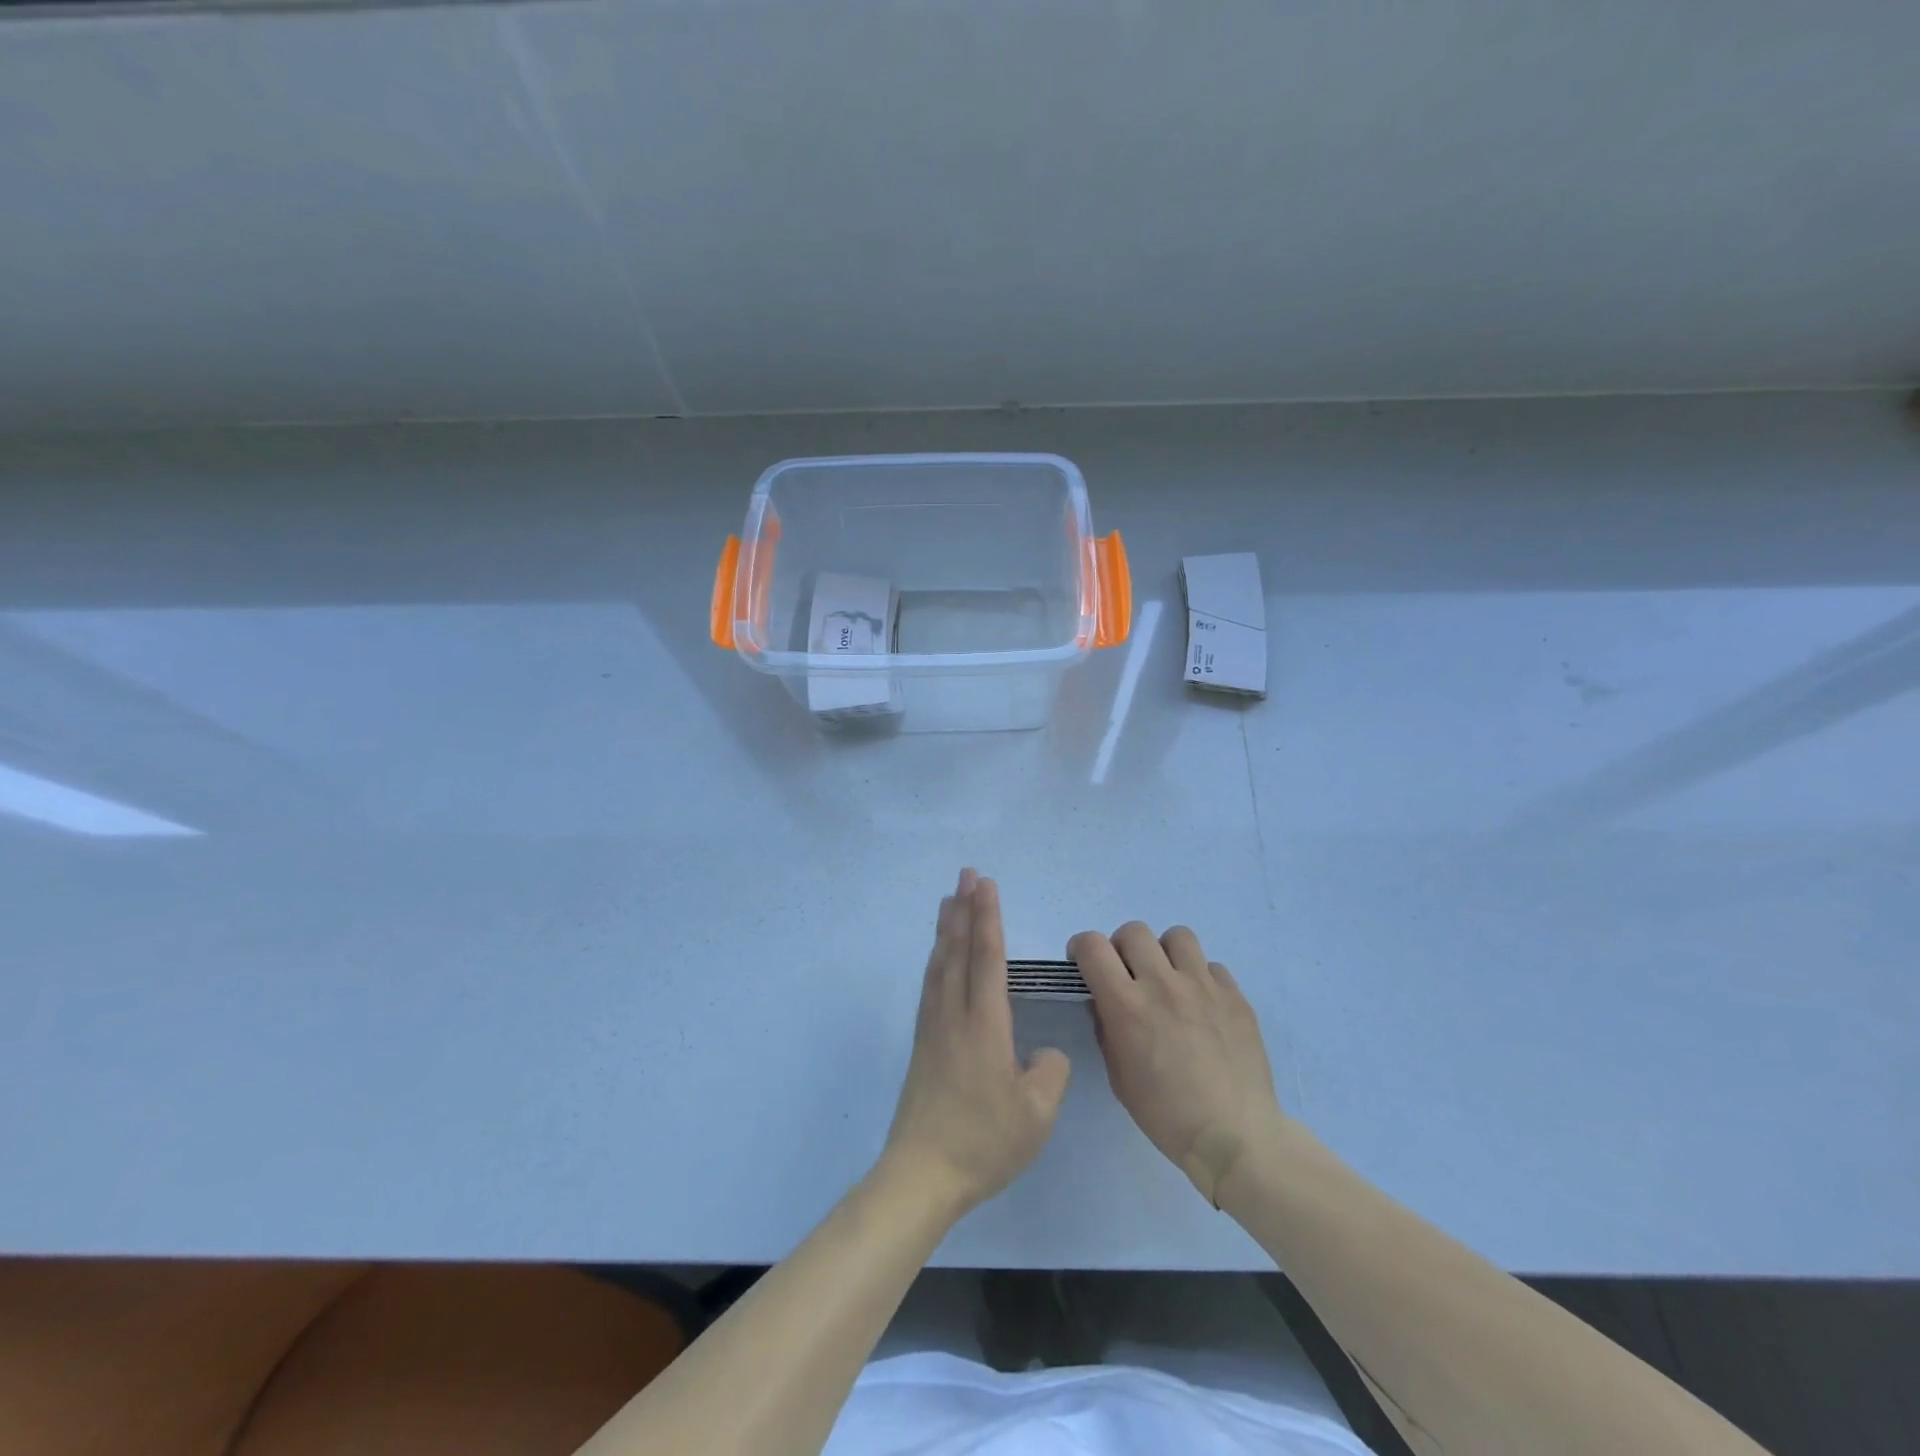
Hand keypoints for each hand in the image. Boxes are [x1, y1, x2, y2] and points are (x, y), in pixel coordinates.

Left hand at [883, 870, 1070, 1212]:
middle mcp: (954, 1015)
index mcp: (984, 1024)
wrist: (922, 1174)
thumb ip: (1049, 1073)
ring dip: (947, 928)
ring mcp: (933, 1028)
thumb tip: (1041, 1053)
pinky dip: (936, 958)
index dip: (989, 918)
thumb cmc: (984, 1142)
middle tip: (966, 874)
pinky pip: (931, 984)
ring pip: (940, 964)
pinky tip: (938, 956)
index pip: (988, 958)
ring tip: (949, 900)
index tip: (986, 884)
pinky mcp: (923, 1044)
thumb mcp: (1037, 1114)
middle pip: (959, 950)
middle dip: (965, 909)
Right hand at [1069, 922, 1286, 1205]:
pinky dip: (1201, 978)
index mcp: (1126, 1004)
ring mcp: (1203, 985)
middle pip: (1134, 931)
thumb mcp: (1118, 1075)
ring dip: (1165, 953)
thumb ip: (1106, 1028)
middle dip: (1122, 947)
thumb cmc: (1165, 1114)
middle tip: (1128, 974)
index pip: (1092, 946)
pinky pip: (1212, 966)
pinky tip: (1203, 1005)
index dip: (1082, 948)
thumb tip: (1104, 1002)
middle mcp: (1162, 983)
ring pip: (1177, 936)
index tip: (1085, 964)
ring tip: (1169, 979)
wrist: (1234, 1136)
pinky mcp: (1235, 995)